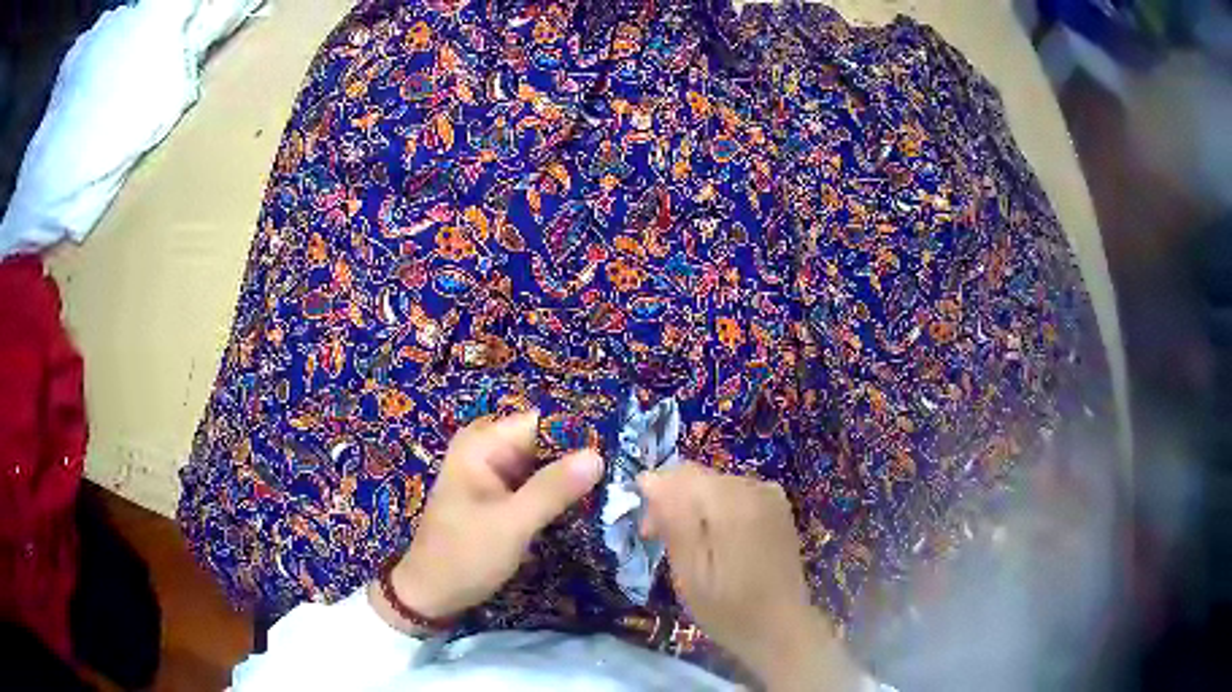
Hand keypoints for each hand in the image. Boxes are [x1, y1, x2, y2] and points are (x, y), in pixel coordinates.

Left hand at [372, 411, 603, 630]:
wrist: (431, 595)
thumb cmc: (464, 556)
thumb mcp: (512, 524)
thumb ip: (553, 489)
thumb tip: (598, 455)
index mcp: (482, 445)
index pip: (541, 423)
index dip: (578, 434)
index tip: (619, 451)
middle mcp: (487, 451)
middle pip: (544, 443)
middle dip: (578, 458)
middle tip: (623, 475)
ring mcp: (493, 476)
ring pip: (543, 466)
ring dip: (571, 479)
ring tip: (616, 489)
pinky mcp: (500, 499)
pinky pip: (535, 486)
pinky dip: (557, 495)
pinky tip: (588, 505)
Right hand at [639, 463, 862, 691]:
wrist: (781, 628)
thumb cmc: (729, 608)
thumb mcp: (690, 571)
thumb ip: (673, 520)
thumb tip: (650, 479)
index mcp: (732, 503)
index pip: (680, 475)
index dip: (655, 495)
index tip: (647, 532)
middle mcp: (755, 488)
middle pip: (699, 478)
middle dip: (674, 502)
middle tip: (661, 543)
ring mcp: (771, 496)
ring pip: (716, 485)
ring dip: (695, 508)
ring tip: (689, 547)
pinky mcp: (778, 508)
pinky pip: (736, 494)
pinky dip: (718, 512)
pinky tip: (717, 543)